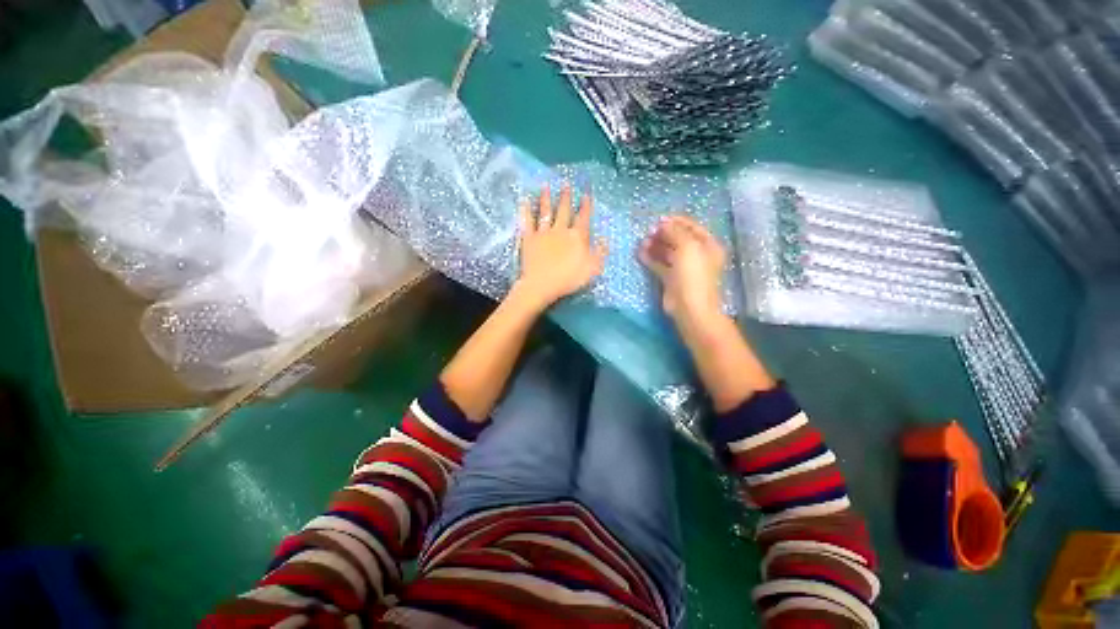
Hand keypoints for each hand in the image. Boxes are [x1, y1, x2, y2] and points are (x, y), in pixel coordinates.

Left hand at [513, 184, 606, 309]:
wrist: (542, 285)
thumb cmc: (569, 279)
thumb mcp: (593, 268)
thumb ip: (600, 253)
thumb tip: (605, 239)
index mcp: (577, 236)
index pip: (583, 217)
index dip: (585, 205)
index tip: (586, 194)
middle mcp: (560, 230)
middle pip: (564, 210)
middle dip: (566, 196)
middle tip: (566, 183)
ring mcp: (543, 233)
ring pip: (545, 212)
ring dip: (546, 198)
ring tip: (545, 185)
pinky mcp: (529, 238)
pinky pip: (527, 221)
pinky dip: (526, 210)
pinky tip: (524, 200)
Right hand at [639, 215, 726, 324]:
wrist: (689, 307)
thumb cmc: (693, 275)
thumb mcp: (687, 247)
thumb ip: (675, 232)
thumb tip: (663, 223)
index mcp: (708, 245)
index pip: (691, 227)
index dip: (676, 221)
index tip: (659, 220)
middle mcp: (697, 255)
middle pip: (678, 239)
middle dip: (663, 234)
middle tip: (648, 232)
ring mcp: (684, 268)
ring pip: (668, 252)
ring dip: (655, 246)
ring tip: (642, 242)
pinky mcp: (671, 279)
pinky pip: (660, 265)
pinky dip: (651, 258)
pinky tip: (640, 253)